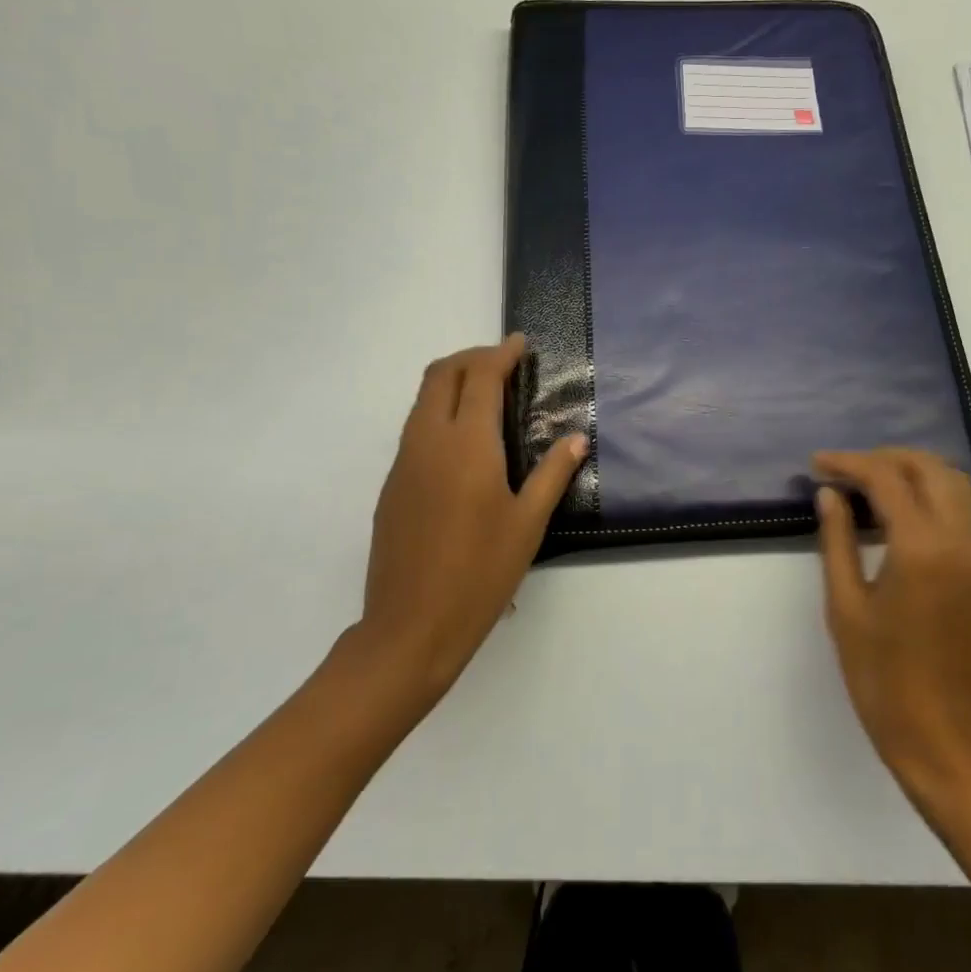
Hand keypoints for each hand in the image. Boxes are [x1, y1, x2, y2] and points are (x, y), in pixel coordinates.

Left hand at [353, 335, 585, 719]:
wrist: (410, 627)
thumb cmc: (480, 574)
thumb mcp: (528, 523)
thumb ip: (554, 473)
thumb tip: (577, 438)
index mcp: (466, 444)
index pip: (480, 377)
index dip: (500, 353)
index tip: (520, 344)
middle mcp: (428, 441)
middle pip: (440, 374)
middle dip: (471, 357)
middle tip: (503, 363)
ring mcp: (404, 463)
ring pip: (422, 400)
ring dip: (452, 382)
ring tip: (487, 396)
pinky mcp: (393, 485)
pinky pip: (415, 428)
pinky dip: (439, 412)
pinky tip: (465, 443)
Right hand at [812, 448, 970, 793]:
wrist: (938, 732)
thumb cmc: (880, 673)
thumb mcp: (845, 604)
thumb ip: (838, 540)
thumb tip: (830, 494)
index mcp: (921, 549)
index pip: (887, 479)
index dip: (849, 463)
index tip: (817, 463)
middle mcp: (958, 541)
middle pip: (930, 468)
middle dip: (885, 457)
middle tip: (843, 469)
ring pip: (953, 484)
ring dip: (912, 471)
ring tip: (867, 483)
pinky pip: (959, 510)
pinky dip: (928, 494)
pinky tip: (893, 511)